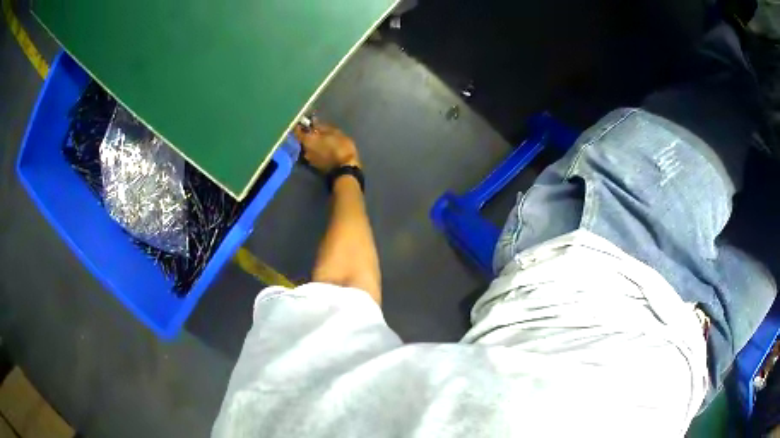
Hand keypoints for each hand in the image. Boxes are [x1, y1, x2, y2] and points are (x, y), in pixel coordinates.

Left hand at [294, 122, 360, 172]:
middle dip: (308, 135)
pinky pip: (312, 154)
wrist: (345, 170)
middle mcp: (304, 150)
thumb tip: (314, 121)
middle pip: (302, 140)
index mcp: (307, 140)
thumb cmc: (340, 147)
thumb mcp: (335, 133)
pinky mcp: (314, 166)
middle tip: (316, 131)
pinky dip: (315, 151)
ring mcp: (308, 159)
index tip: (306, 123)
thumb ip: (322, 127)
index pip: (297, 131)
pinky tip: (323, 149)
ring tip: (321, 141)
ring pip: (308, 148)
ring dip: (312, 144)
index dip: (301, 126)